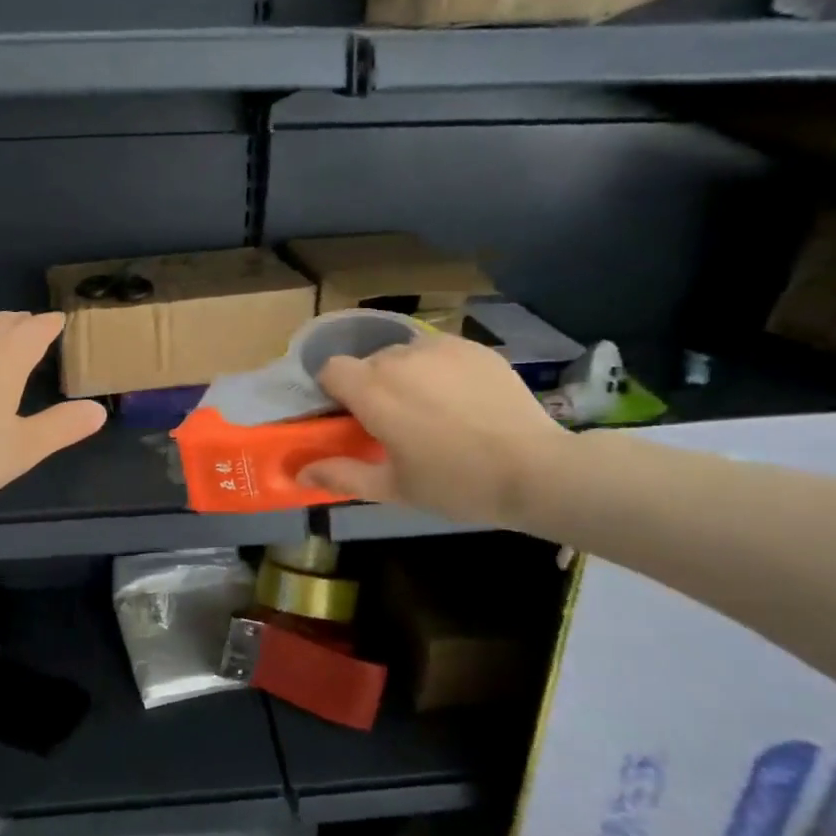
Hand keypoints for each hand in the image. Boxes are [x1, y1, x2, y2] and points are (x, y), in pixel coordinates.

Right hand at [296, 331, 572, 527]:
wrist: (535, 469)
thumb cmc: (455, 483)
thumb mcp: (393, 488)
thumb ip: (341, 475)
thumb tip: (300, 474)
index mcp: (372, 390)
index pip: (330, 368)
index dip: (334, 391)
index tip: (351, 417)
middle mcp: (399, 357)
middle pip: (368, 362)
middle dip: (372, 386)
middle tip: (396, 423)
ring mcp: (439, 347)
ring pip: (404, 354)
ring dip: (406, 376)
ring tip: (433, 410)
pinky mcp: (473, 347)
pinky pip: (439, 352)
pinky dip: (439, 370)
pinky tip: (463, 400)